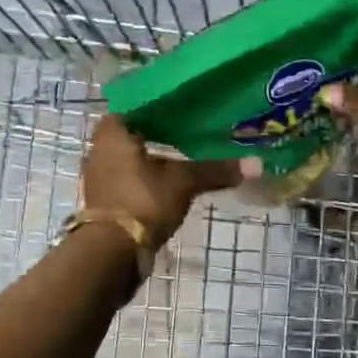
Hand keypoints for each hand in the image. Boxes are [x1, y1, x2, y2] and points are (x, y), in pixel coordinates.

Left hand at [82, 114, 239, 244]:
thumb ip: (216, 170)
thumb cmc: (143, 201)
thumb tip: (257, 164)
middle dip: (161, 131)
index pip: (139, 104)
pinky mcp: (104, 199)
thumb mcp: (183, 182)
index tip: (189, 105)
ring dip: (154, 156)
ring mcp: (99, 176)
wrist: (112, 253)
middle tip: (193, 129)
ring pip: (132, 156)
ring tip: (186, 154)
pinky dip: (147, 177)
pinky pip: (129, 178)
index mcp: (113, 131)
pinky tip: (170, 181)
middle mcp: (99, 148)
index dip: (164, 104)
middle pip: (136, 131)